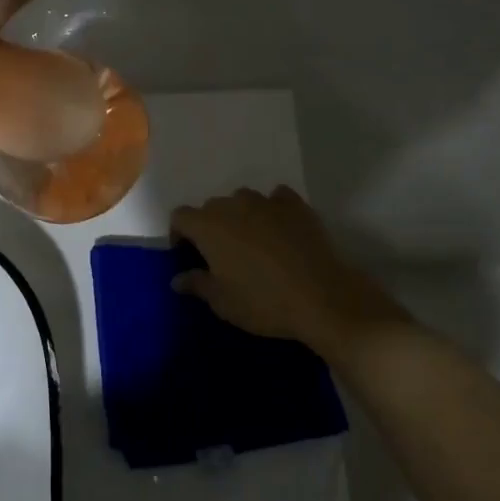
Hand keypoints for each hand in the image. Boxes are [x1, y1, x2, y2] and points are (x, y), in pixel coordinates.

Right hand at [170, 186, 408, 359]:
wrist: (322, 297)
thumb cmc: (263, 302)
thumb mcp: (223, 302)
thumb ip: (197, 284)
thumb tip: (177, 278)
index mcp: (208, 226)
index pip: (180, 216)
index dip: (179, 233)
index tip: (187, 253)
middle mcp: (233, 205)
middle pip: (211, 206)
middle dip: (210, 225)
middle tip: (220, 253)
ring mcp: (266, 201)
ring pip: (243, 199)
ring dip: (240, 215)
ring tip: (251, 240)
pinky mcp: (296, 205)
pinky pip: (276, 198)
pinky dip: (272, 209)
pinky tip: (279, 228)